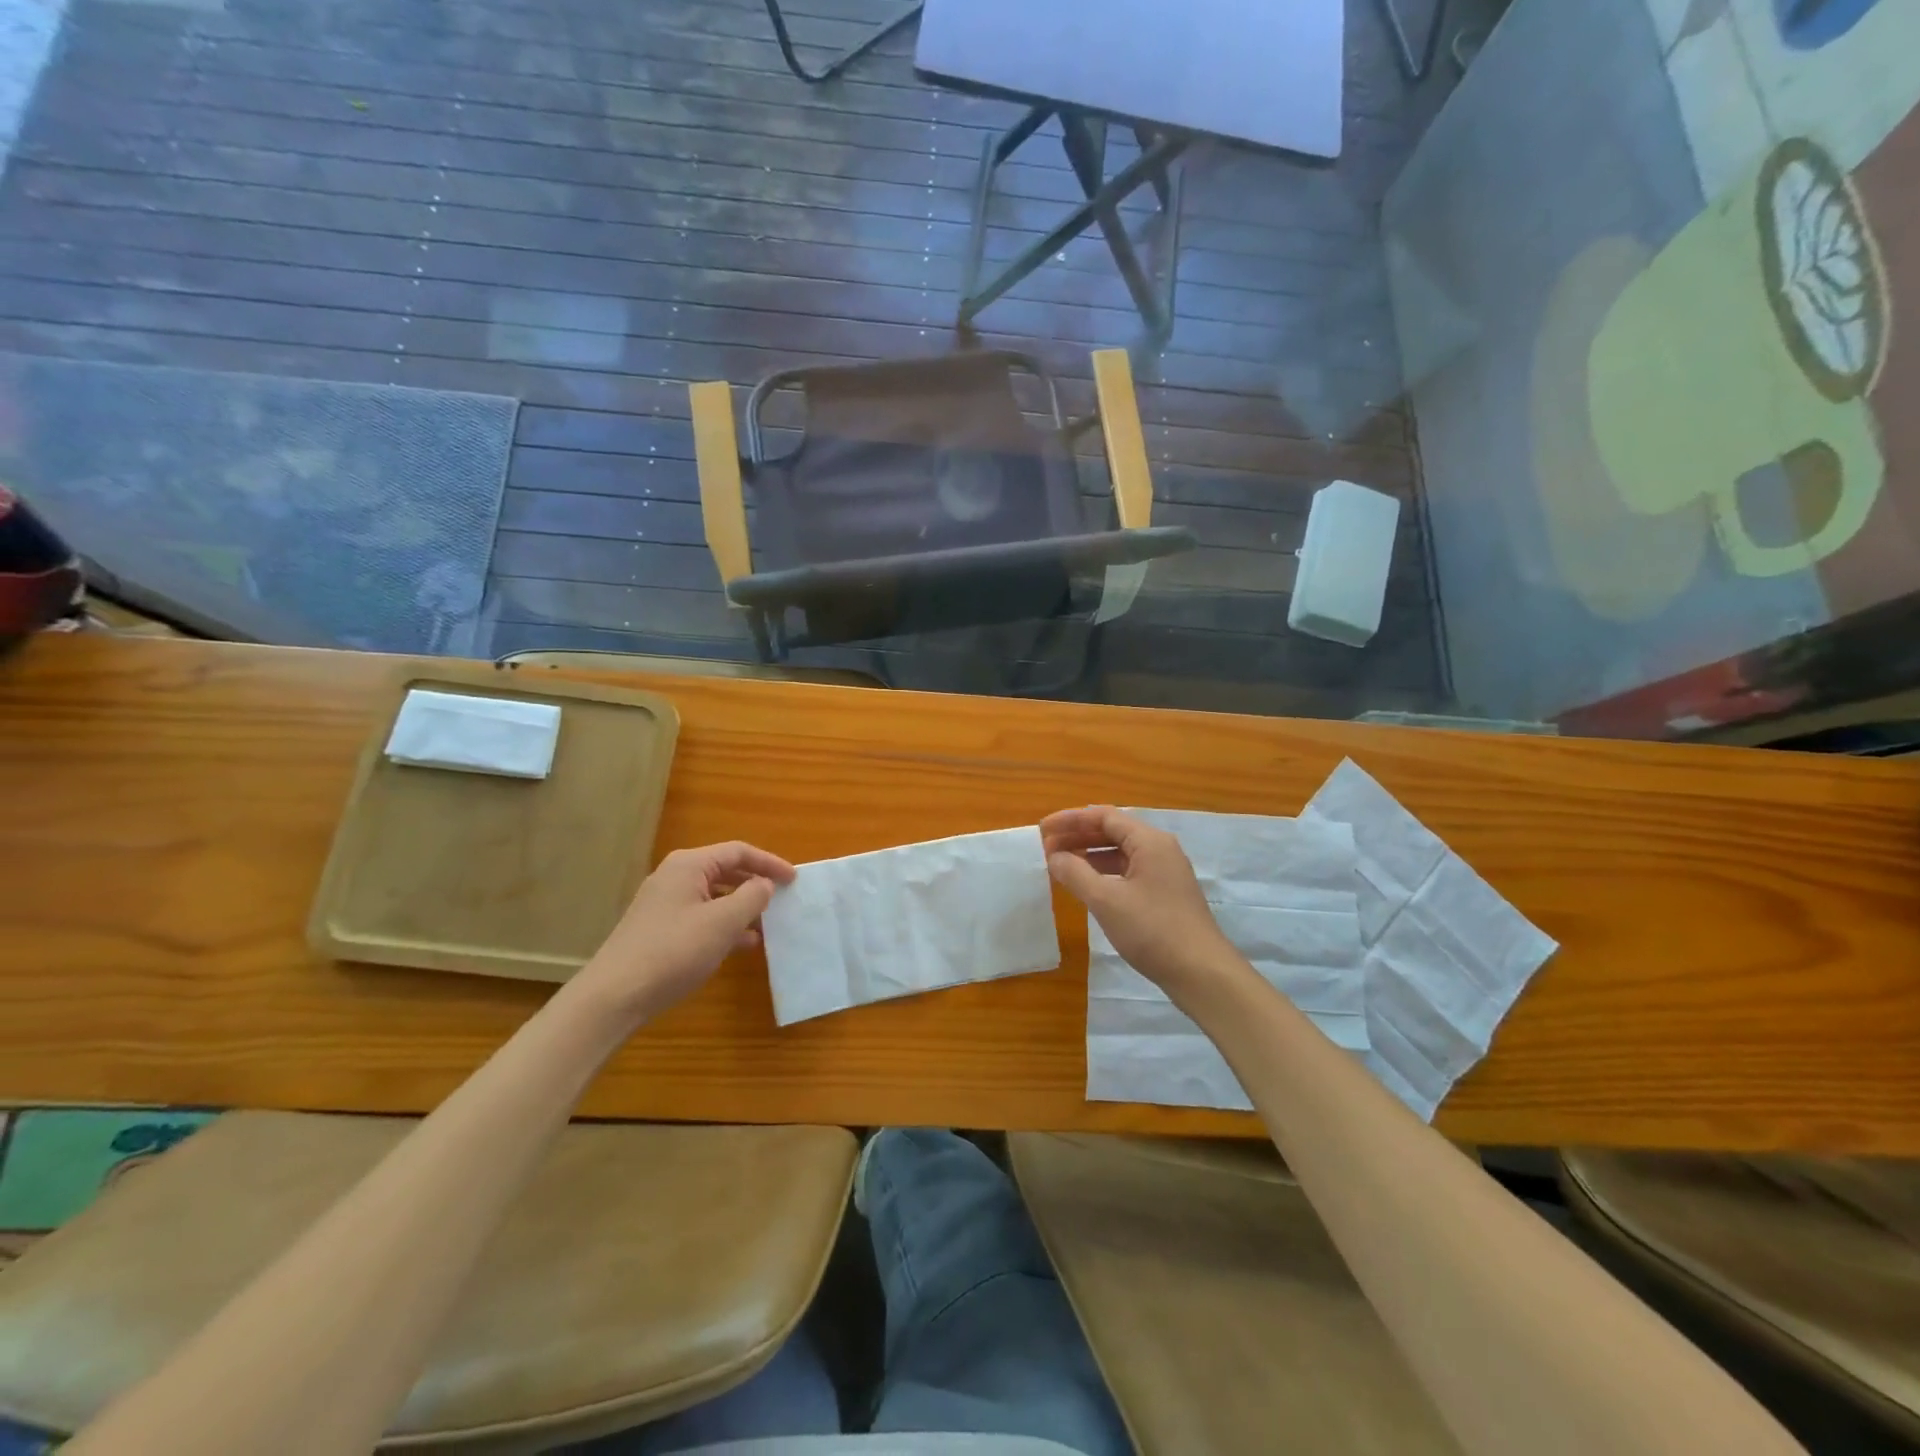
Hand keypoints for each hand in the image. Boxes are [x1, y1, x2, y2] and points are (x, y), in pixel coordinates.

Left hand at [573, 841, 796, 1023]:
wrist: (614, 996)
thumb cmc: (673, 951)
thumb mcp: (722, 923)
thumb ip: (751, 898)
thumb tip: (765, 885)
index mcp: (689, 865)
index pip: (738, 852)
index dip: (769, 863)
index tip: (794, 879)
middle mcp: (675, 877)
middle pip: (725, 870)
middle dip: (756, 883)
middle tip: (783, 897)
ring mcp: (664, 904)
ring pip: (714, 895)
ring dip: (742, 906)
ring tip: (768, 923)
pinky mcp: (659, 929)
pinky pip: (702, 916)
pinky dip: (724, 924)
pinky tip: (742, 944)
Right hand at [1041, 807, 1240, 1003]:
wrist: (1202, 973)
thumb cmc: (1153, 930)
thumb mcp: (1106, 901)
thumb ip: (1076, 874)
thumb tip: (1054, 856)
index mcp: (1149, 841)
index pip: (1104, 816)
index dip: (1070, 820)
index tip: (1043, 829)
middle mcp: (1160, 850)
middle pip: (1113, 831)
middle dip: (1078, 836)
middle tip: (1046, 847)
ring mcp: (1165, 873)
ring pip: (1121, 852)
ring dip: (1089, 854)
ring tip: (1060, 864)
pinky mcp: (1165, 894)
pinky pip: (1129, 871)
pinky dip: (1104, 872)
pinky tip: (1087, 885)